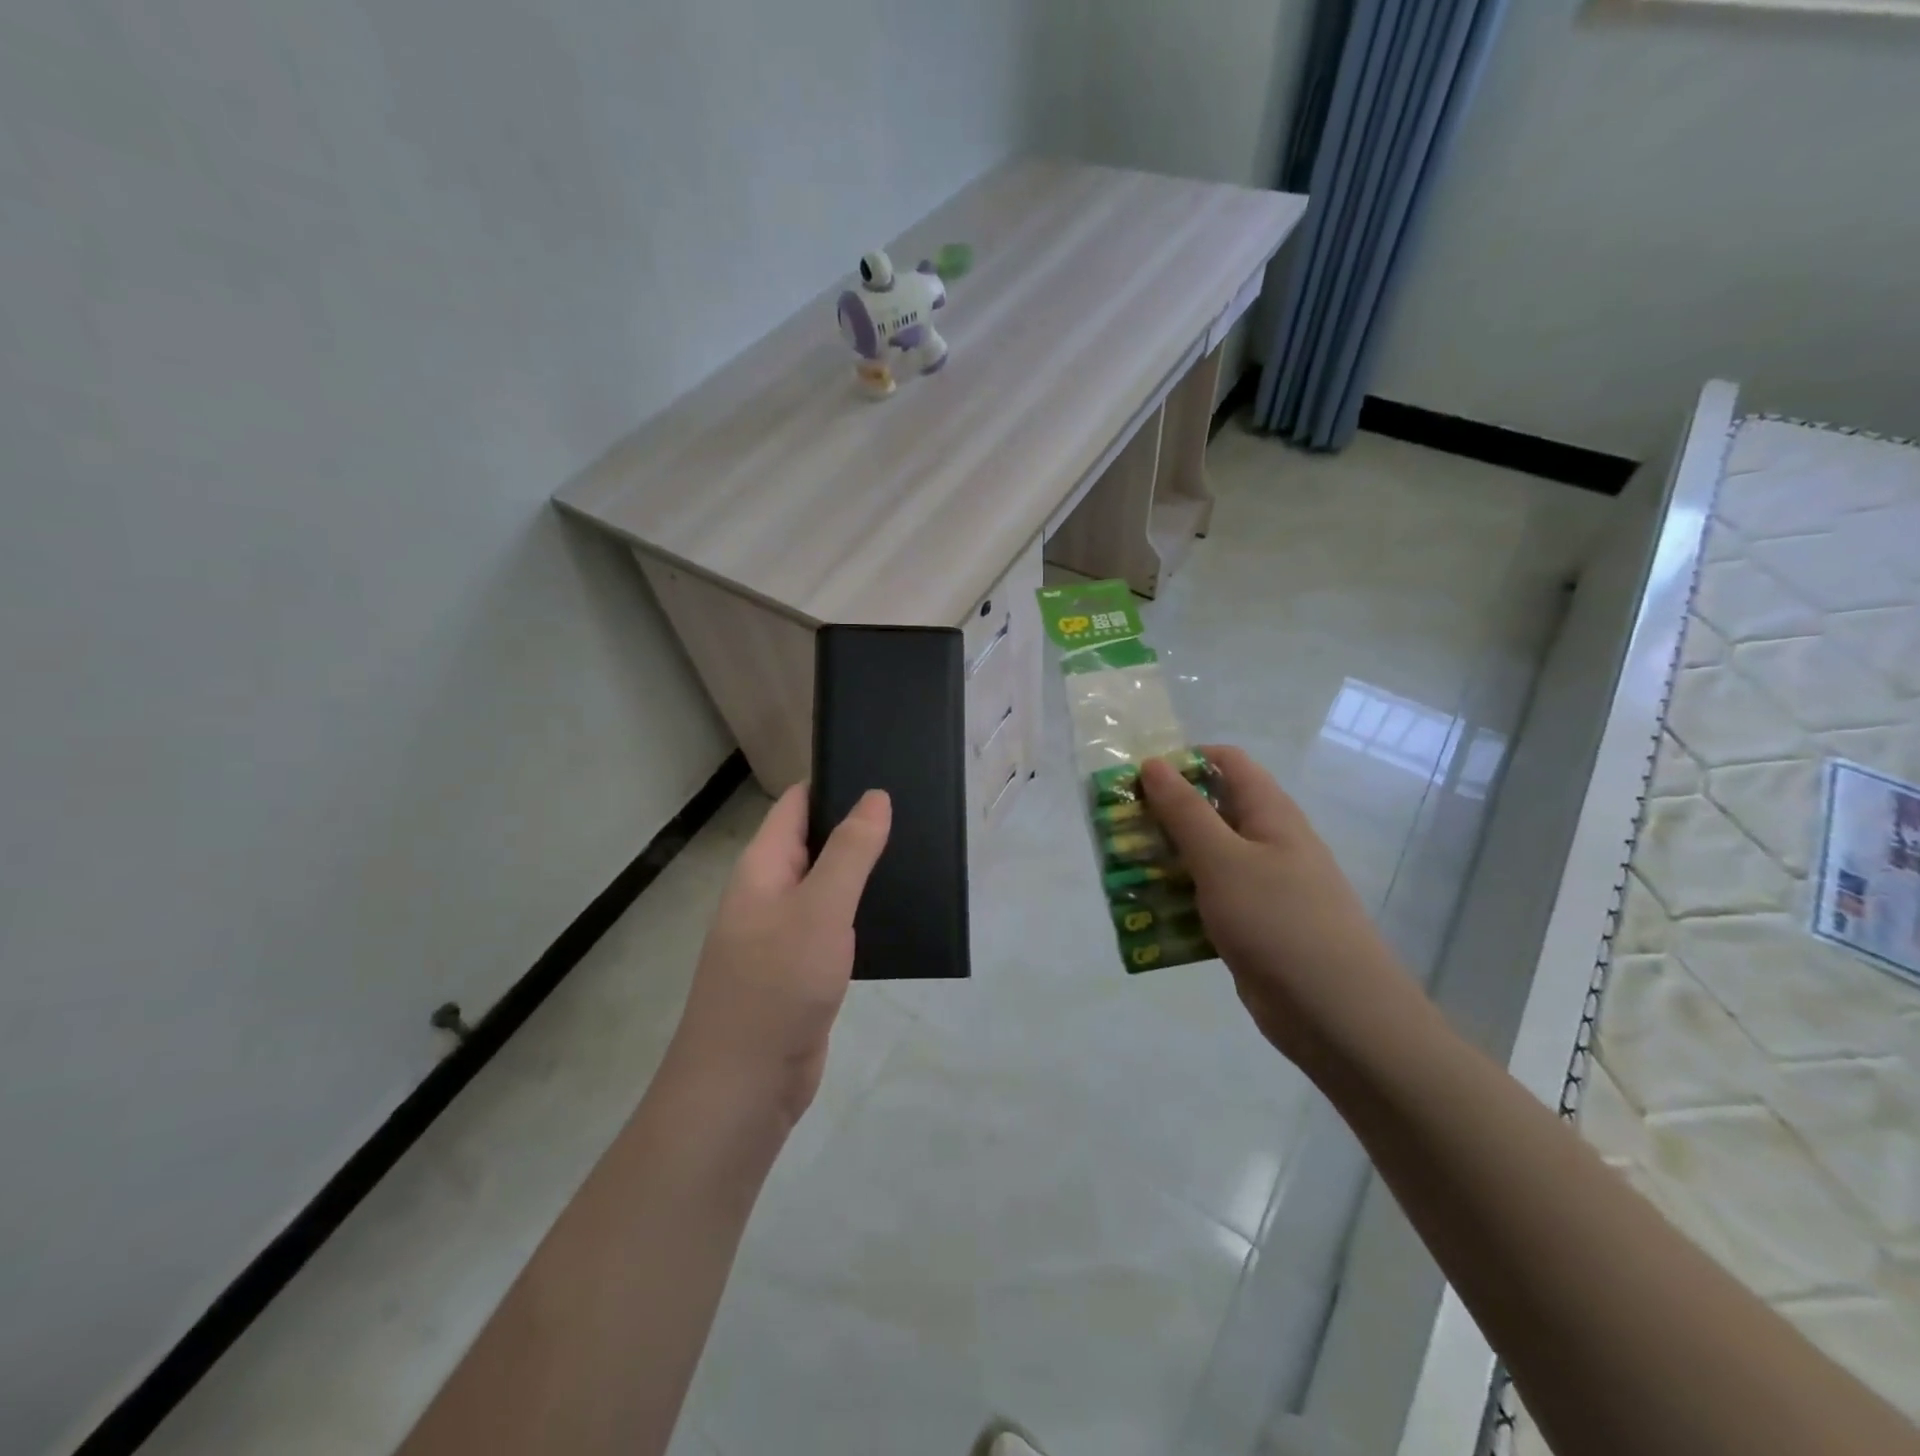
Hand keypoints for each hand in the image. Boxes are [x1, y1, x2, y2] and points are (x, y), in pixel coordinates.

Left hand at [671, 785, 890, 1124]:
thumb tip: (875, 796)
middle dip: (859, 826)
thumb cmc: (777, 986)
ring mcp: (785, 934)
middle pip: (816, 843)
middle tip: (917, 811)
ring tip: (919, 853)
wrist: (744, 1087)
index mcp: (763, 867)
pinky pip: (835, 927)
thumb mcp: (820, 909)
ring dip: (864, 872)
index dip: (835, 783)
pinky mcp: (803, 970)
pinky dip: (862, 914)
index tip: (885, 769)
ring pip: (829, 886)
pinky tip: (900, 911)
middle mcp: (770, 893)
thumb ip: (850, 852)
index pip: (797, 805)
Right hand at [1141, 745, 1422, 1077]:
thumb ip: (1184, 811)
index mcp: (1270, 813)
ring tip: (1122, 872)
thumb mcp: (1222, 859)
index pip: (1226, 763)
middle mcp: (1267, 842)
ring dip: (1165, 861)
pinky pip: (1208, 900)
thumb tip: (1153, 763)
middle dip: (1162, 816)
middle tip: (1118, 829)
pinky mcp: (1252, 925)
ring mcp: (1262, 887)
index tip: (1138, 779)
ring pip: (1204, 859)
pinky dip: (1179, 901)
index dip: (1182, 761)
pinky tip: (1148, 916)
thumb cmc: (1278, 920)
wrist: (1335, 1013)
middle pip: (1209, 811)